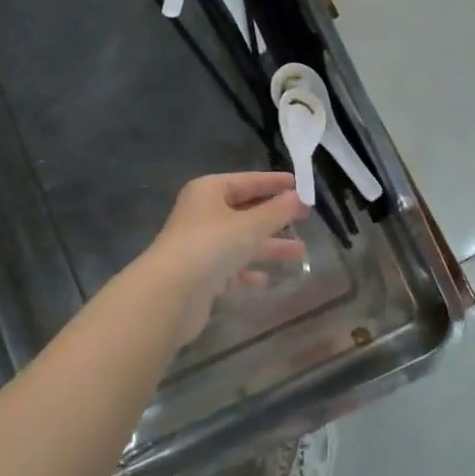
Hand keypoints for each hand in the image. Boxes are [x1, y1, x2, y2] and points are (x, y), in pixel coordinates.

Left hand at [141, 172, 307, 343]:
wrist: (169, 294)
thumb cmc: (211, 246)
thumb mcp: (250, 226)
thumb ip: (277, 212)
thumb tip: (299, 197)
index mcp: (209, 191)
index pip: (247, 181)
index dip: (274, 182)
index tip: (300, 183)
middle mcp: (202, 214)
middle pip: (245, 210)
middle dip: (275, 217)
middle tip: (305, 217)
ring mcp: (200, 245)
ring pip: (241, 241)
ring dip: (268, 246)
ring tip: (301, 252)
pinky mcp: (200, 275)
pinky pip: (230, 267)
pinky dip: (247, 271)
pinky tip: (266, 279)